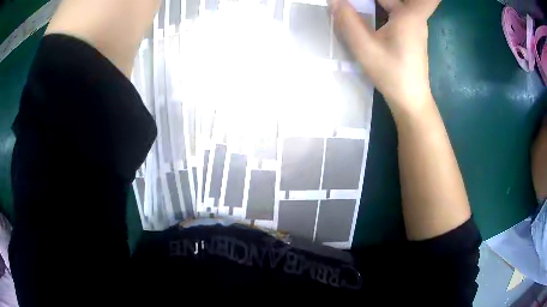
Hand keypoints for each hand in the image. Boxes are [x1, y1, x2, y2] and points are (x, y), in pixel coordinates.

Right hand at [330, 0, 440, 116]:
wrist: (410, 100)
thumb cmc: (393, 74)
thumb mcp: (365, 48)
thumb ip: (347, 21)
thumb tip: (334, 0)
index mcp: (410, 16)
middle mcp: (414, 17)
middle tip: (358, 0)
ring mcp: (412, 26)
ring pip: (396, 2)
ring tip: (358, 3)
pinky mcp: (408, 34)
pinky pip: (394, 11)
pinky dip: (381, 5)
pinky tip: (366, 7)